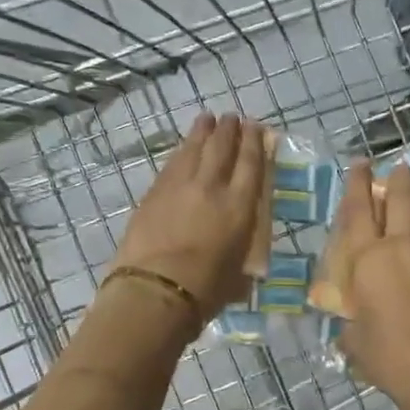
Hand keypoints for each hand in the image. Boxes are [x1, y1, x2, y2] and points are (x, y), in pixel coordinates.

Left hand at [111, 113, 268, 318]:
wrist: (155, 290)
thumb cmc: (205, 291)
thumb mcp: (239, 274)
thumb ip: (241, 254)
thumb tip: (240, 256)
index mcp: (240, 206)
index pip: (251, 164)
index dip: (255, 142)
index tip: (256, 127)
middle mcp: (212, 187)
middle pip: (222, 147)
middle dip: (229, 129)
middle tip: (232, 118)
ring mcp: (179, 186)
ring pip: (194, 149)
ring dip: (202, 132)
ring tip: (207, 119)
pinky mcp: (153, 193)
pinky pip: (172, 164)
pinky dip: (181, 152)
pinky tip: (183, 148)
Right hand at [334, 159, 409, 409]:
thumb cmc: (390, 357)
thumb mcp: (354, 340)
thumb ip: (352, 320)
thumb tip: (356, 318)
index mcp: (366, 260)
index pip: (358, 211)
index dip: (357, 184)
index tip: (360, 164)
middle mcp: (399, 246)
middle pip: (398, 200)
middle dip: (396, 180)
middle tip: (397, 166)